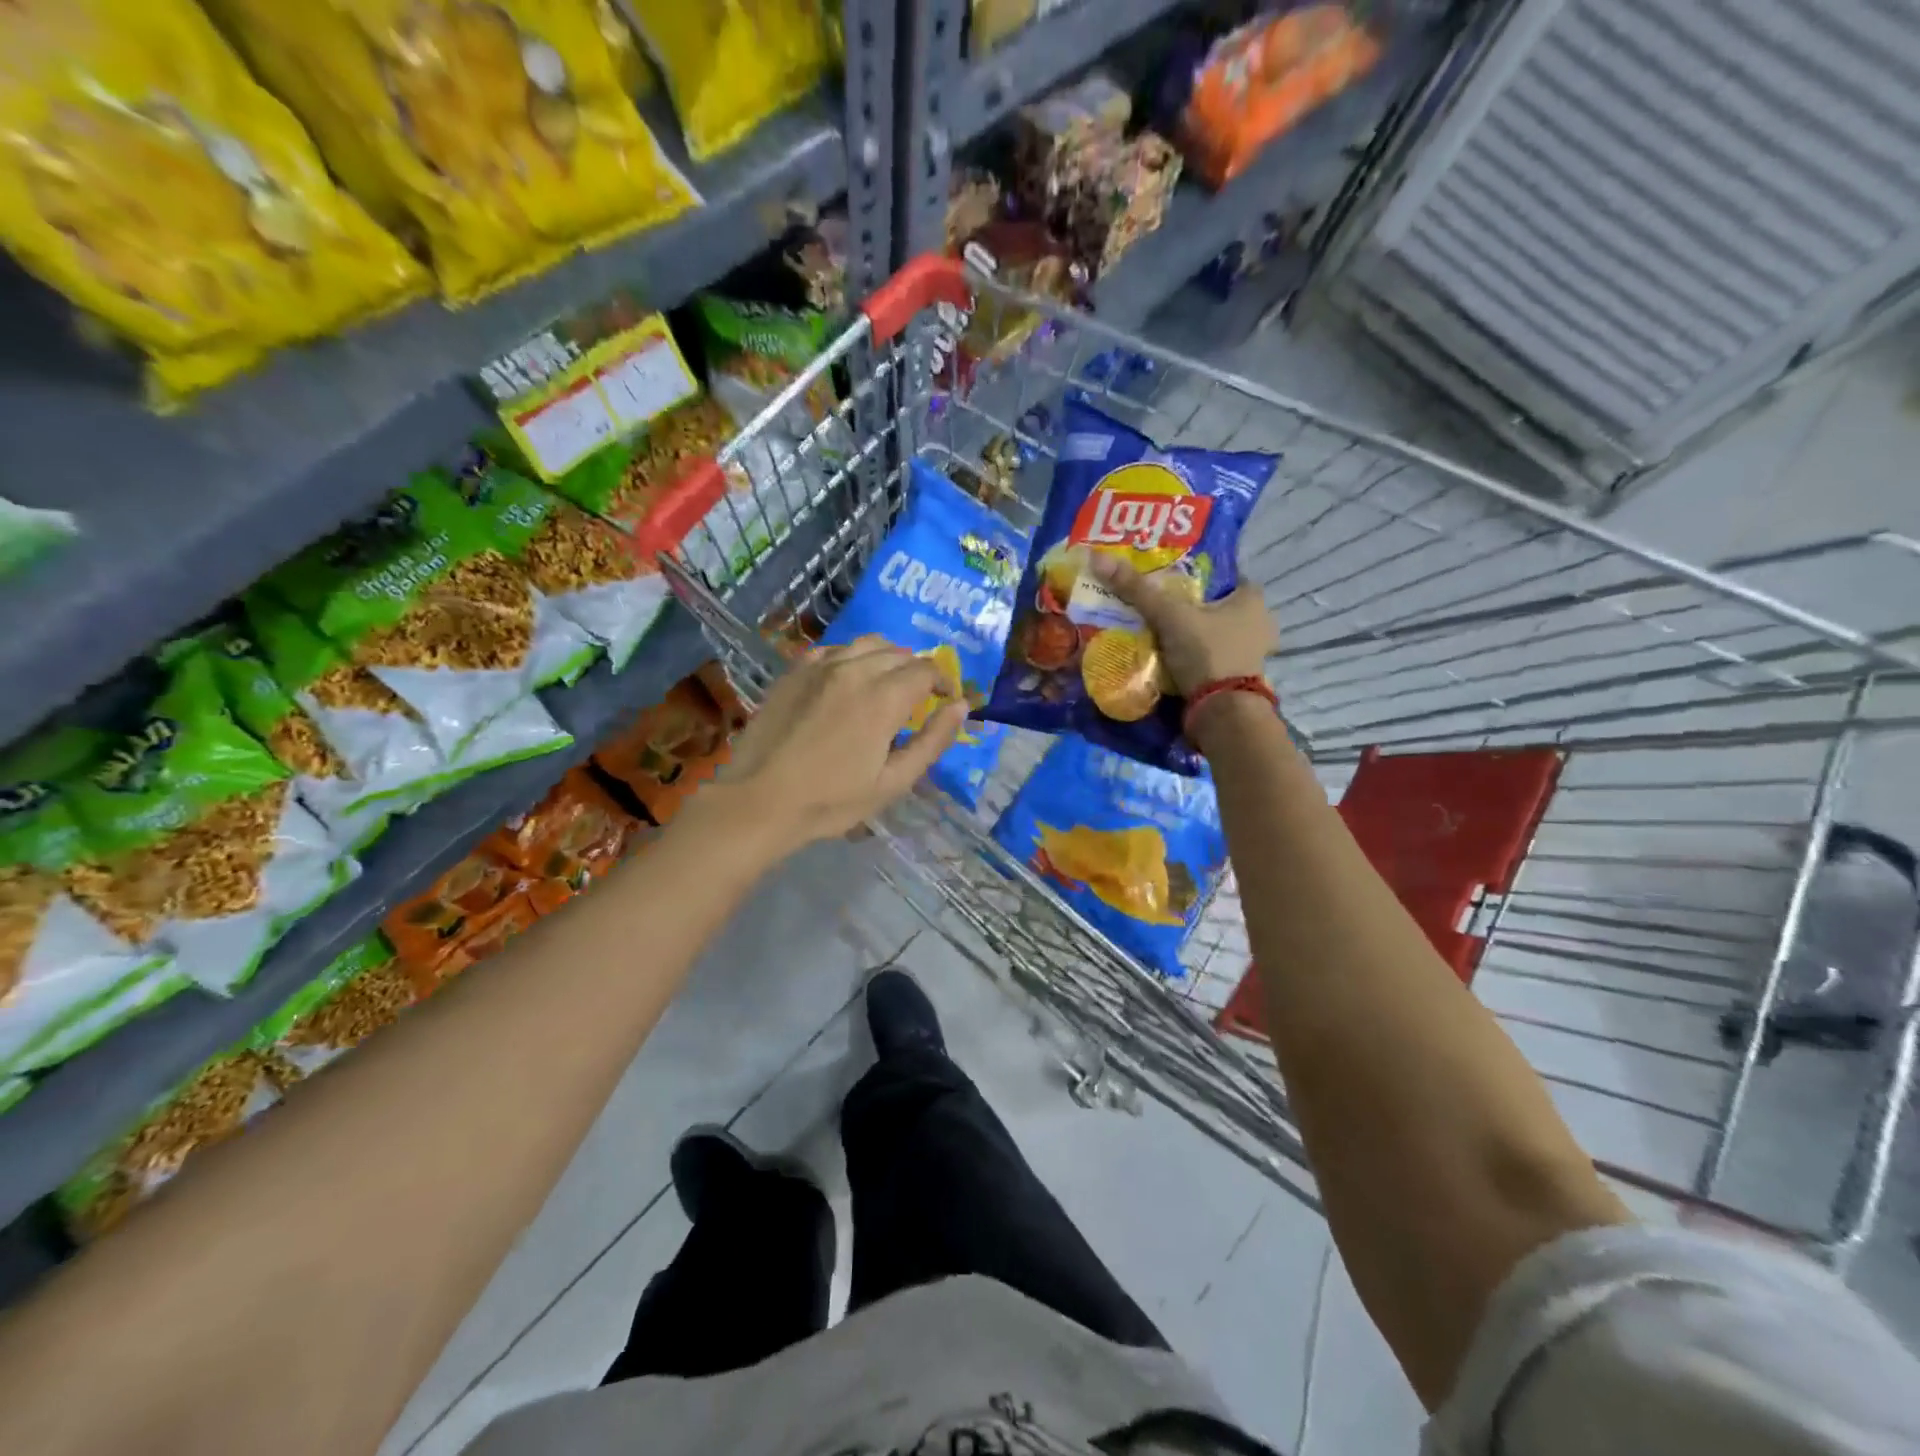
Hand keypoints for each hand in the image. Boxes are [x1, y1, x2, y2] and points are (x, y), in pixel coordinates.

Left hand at [702, 637, 964, 856]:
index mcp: (883, 697)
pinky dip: (851, 657)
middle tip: (918, 699)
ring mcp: (819, 666)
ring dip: (886, 658)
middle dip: (917, 671)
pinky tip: (847, 680)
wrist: (759, 801)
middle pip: (899, 653)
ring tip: (886, 685)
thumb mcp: (893, 782)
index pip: (926, 670)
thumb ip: (933, 741)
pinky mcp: (794, 671)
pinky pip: (833, 649)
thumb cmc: (831, 801)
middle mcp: (854, 669)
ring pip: (867, 644)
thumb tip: (961, 706)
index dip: (943, 682)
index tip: (944, 700)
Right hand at [1088, 554, 1277, 696]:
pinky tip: (1171, 657)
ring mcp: (1251, 654)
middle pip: (1216, 606)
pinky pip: (1211, 658)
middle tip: (1158, 607)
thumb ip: (1137, 589)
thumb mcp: (1169, 616)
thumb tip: (1097, 556)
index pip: (1224, 576)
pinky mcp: (1238, 678)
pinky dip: (1193, 657)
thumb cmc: (1206, 653)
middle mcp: (1259, 623)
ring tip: (1158, 632)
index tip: (1169, 579)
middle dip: (1190, 607)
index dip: (1197, 575)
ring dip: (1191, 634)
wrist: (1222, 712)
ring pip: (1214, 634)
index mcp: (1252, 599)